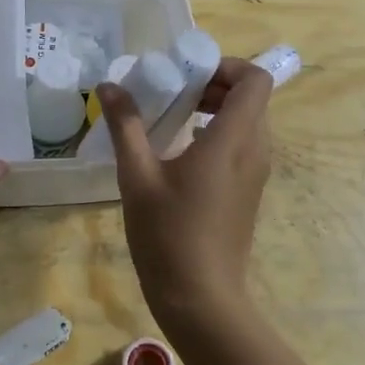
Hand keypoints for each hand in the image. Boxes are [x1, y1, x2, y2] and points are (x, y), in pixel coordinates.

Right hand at [97, 57, 272, 338]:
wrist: (201, 298)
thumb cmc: (168, 235)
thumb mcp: (137, 177)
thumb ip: (125, 126)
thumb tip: (108, 86)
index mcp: (233, 140)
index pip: (255, 80)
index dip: (227, 66)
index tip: (188, 73)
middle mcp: (255, 151)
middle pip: (252, 98)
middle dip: (215, 85)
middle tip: (174, 92)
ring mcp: (256, 174)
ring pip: (249, 123)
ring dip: (217, 110)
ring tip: (173, 118)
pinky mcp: (249, 193)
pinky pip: (243, 146)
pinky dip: (219, 135)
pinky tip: (180, 154)